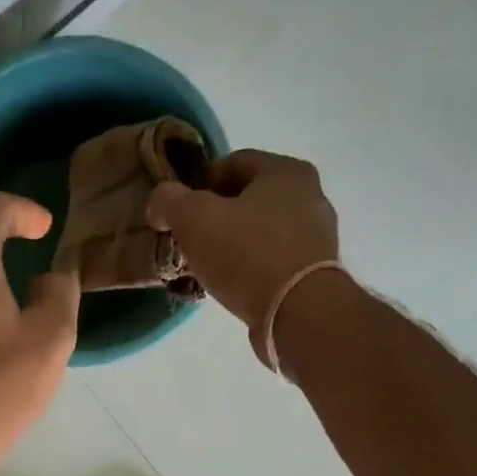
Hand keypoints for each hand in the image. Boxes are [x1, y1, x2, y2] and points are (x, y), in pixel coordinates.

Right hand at [148, 149, 341, 358]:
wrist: (297, 313)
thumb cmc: (246, 254)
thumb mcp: (193, 218)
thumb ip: (168, 201)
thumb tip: (160, 203)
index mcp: (286, 171)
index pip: (232, 163)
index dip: (197, 184)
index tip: (177, 213)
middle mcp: (309, 196)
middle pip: (246, 200)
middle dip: (213, 218)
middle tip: (187, 242)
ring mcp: (316, 237)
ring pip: (259, 232)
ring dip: (230, 246)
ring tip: (204, 269)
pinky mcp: (314, 273)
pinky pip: (271, 262)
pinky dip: (248, 269)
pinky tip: (230, 287)